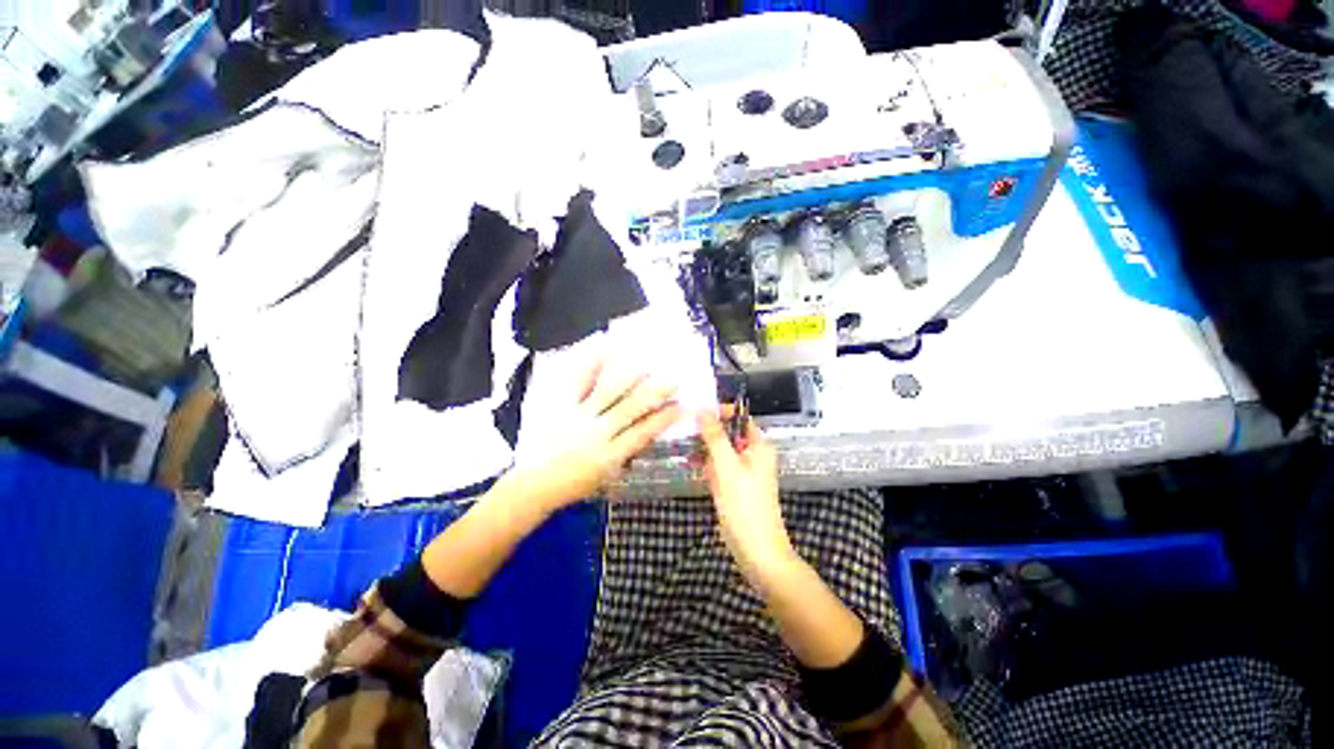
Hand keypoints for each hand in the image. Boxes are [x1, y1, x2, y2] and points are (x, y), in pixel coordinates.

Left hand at [515, 360, 680, 509]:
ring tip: (646, 366)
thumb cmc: (574, 484)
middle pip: (631, 408)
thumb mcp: (606, 476)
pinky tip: (604, 351)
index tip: (681, 406)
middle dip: (655, 393)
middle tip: (673, 380)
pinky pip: (577, 382)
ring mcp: (578, 416)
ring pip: (608, 393)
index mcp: (610, 455)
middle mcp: (598, 432)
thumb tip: (646, 433)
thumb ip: (626, 454)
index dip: (664, 419)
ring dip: (630, 378)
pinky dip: (590, 366)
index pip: (644, 433)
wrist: (534, 484)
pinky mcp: (560, 405)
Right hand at [697, 410, 794, 575]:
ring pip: (720, 450)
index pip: (739, 417)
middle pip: (728, 433)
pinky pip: (718, 466)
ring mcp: (742, 470)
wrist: (756, 551)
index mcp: (758, 446)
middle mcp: (752, 454)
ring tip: (681, 442)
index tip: (696, 410)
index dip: (720, 411)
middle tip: (683, 426)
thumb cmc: (745, 505)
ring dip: (703, 447)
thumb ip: (715, 437)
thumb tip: (703, 410)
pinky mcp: (733, 485)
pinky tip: (689, 461)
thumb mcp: (727, 467)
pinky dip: (705, 463)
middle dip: (707, 430)